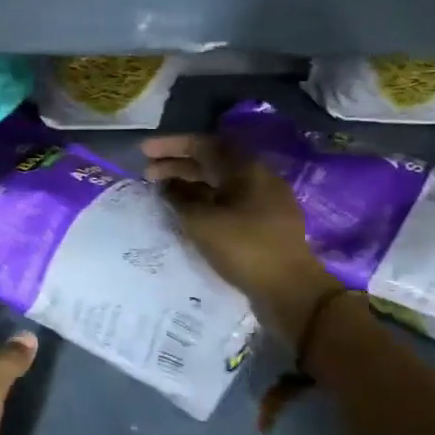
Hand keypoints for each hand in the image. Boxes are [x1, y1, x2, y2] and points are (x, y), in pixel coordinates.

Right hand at [141, 132, 342, 345]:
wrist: (289, 289)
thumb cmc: (243, 247)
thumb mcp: (201, 221)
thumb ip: (178, 197)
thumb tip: (166, 184)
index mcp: (245, 168)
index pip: (203, 144)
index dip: (171, 145)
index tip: (144, 150)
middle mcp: (257, 177)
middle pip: (212, 162)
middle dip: (177, 164)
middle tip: (147, 173)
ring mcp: (264, 200)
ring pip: (220, 182)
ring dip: (189, 183)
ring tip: (162, 192)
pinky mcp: (264, 222)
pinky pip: (228, 200)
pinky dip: (204, 200)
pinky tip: (187, 211)